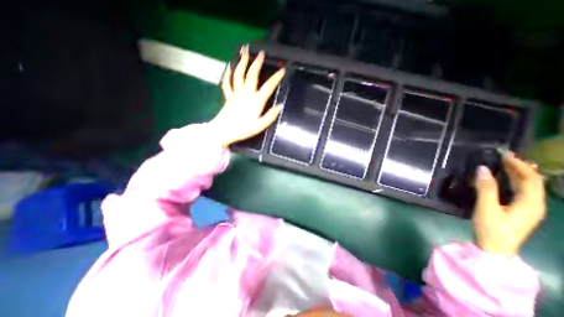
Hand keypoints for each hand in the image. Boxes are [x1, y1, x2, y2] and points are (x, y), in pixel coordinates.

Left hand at [208, 45, 284, 147]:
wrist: (224, 131)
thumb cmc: (243, 130)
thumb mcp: (260, 126)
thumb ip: (270, 116)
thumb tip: (280, 106)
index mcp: (256, 101)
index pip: (268, 87)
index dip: (276, 77)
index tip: (283, 69)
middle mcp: (246, 93)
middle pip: (251, 74)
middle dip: (257, 63)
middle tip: (261, 53)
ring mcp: (235, 93)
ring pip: (238, 74)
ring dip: (242, 62)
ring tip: (244, 52)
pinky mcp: (228, 96)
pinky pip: (227, 82)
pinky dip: (227, 74)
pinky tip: (229, 67)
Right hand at [473, 152, 546, 256]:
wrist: (495, 248)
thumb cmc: (491, 228)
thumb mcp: (486, 207)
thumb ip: (486, 188)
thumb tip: (483, 169)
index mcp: (531, 204)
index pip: (530, 179)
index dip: (519, 165)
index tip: (505, 154)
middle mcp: (534, 205)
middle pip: (531, 182)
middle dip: (519, 167)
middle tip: (503, 156)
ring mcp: (526, 209)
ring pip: (525, 187)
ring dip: (516, 173)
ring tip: (503, 163)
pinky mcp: (517, 210)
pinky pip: (518, 191)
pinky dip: (511, 182)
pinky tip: (501, 178)